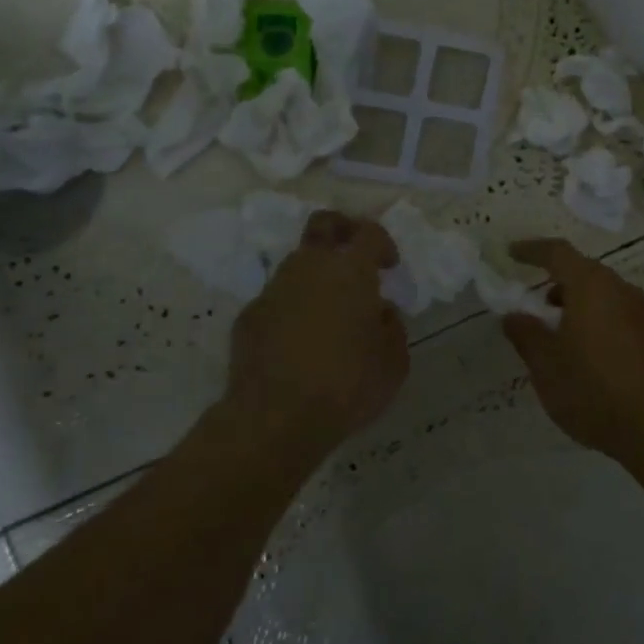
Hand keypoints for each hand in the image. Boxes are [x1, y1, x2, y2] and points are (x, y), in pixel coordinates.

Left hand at [226, 211, 408, 457]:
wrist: (275, 419)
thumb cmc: (346, 386)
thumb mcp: (394, 362)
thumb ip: (392, 327)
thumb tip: (379, 312)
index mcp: (350, 271)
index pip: (369, 233)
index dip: (382, 242)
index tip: (389, 265)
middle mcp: (309, 268)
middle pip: (323, 224)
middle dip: (342, 228)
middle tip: (354, 254)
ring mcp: (274, 289)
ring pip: (297, 263)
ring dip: (315, 275)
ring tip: (328, 311)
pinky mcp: (249, 316)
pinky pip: (276, 299)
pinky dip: (291, 308)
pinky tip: (298, 341)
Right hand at [501, 239, 643, 463]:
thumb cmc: (593, 389)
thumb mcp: (546, 365)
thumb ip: (526, 334)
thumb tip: (514, 315)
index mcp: (590, 286)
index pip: (557, 253)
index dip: (531, 250)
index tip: (512, 253)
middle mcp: (619, 288)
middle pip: (583, 270)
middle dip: (555, 280)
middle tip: (533, 301)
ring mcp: (641, 311)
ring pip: (602, 292)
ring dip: (576, 301)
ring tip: (557, 330)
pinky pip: (617, 311)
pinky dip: (596, 317)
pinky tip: (587, 350)